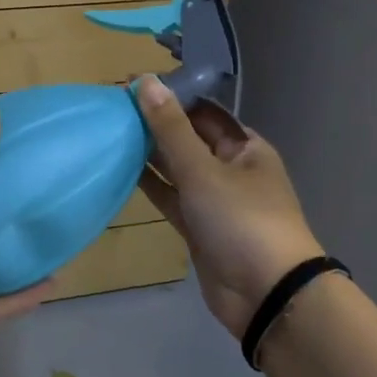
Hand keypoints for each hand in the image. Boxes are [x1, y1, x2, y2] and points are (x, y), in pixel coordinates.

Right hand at [134, 76, 324, 339]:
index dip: (170, 96)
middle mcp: (230, 168)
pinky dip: (150, 184)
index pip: (202, 111)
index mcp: (245, 147)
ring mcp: (214, 199)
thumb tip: (146, 81)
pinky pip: (171, 197)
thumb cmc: (242, 220)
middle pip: (188, 138)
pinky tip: (121, 167)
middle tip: (112, 106)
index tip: (131, 84)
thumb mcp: (203, 170)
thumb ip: (171, 128)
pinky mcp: (198, 227)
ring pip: (176, 168)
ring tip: (110, 131)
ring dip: (149, 152)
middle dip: (155, 123)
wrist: (266, 295)